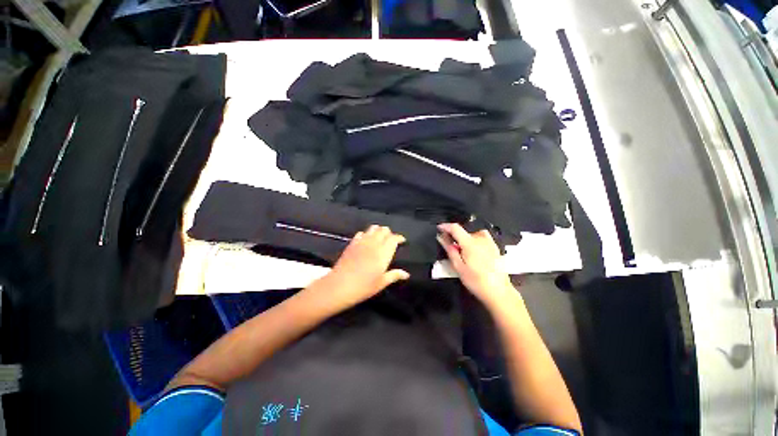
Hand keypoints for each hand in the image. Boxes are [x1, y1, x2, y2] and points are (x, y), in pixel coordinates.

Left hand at [322, 225, 409, 311]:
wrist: (340, 285)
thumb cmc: (364, 286)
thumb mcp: (381, 283)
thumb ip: (394, 275)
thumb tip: (406, 274)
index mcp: (383, 253)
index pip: (394, 238)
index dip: (399, 238)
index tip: (402, 241)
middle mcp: (374, 244)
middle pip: (384, 230)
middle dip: (389, 233)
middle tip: (391, 240)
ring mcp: (362, 242)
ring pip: (373, 228)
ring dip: (378, 231)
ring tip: (380, 237)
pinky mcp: (352, 243)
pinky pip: (361, 233)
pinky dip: (366, 234)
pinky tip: (366, 240)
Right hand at [437, 223, 515, 306]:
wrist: (499, 292)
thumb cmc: (476, 281)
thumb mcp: (458, 267)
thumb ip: (449, 250)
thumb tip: (441, 237)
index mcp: (470, 243)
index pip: (455, 228)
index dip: (445, 226)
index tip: (439, 228)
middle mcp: (481, 239)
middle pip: (464, 231)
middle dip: (455, 236)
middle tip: (451, 248)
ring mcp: (490, 242)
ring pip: (473, 233)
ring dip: (466, 238)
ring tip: (463, 250)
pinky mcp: (495, 247)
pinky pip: (482, 237)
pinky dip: (475, 240)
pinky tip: (475, 251)